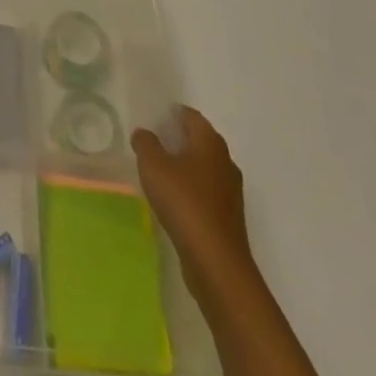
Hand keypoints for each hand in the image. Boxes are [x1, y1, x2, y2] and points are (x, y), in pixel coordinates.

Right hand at [132, 106, 254, 293]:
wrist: (216, 262)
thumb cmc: (184, 202)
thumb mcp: (153, 165)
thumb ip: (145, 143)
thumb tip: (144, 133)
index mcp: (210, 142)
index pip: (191, 116)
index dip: (172, 113)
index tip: (153, 118)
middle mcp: (225, 162)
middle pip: (199, 141)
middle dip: (177, 139)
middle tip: (152, 142)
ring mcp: (230, 192)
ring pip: (203, 168)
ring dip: (184, 166)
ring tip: (158, 171)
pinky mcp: (228, 217)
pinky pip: (206, 192)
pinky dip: (190, 189)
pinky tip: (172, 200)